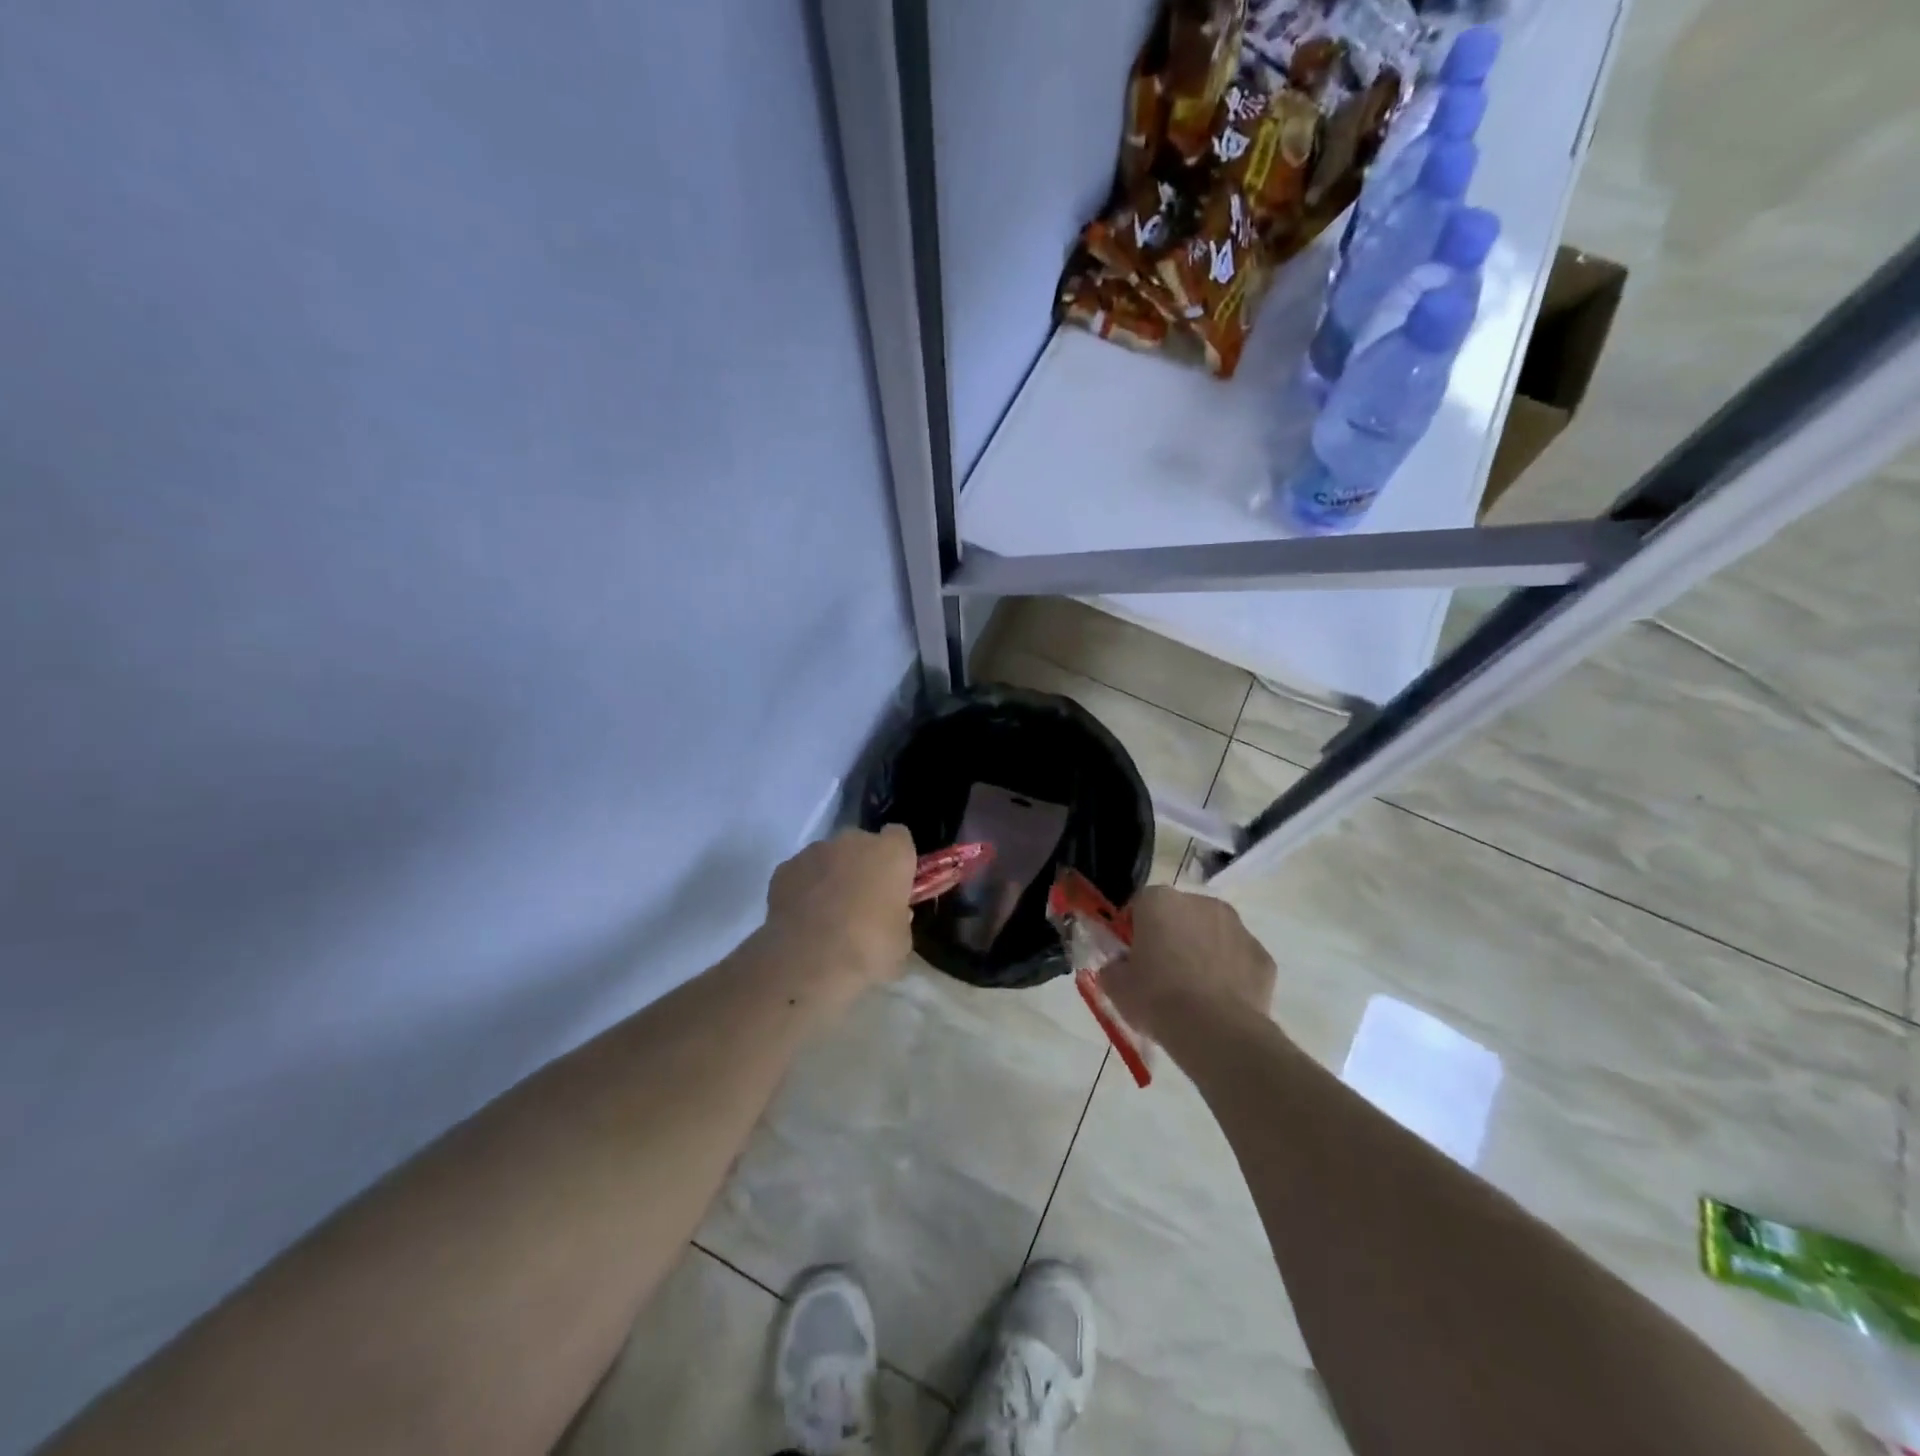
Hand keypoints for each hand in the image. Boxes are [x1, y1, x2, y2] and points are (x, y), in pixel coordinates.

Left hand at [763, 826, 915, 1002]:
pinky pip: (801, 873)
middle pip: (862, 845)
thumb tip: (893, 916)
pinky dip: (803, 888)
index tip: (894, 882)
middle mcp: (854, 842)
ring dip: (831, 876)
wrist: (809, 961)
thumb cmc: (869, 949)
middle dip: (862, 866)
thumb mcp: (901, 943)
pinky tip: (802, 918)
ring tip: (827, 914)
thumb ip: (899, 920)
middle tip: (862, 901)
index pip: (899, 837)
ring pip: (829, 857)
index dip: (897, 858)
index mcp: (891, 853)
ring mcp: (816, 851)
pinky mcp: (785, 868)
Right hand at [1100, 886, 1275, 1046]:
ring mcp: (1237, 927)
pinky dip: (1230, 974)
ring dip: (1202, 952)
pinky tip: (1220, 1003)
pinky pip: (1238, 960)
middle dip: (1171, 937)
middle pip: (1179, 915)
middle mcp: (1200, 902)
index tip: (1131, 958)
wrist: (1216, 1032)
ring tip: (1194, 993)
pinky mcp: (1263, 956)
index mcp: (1159, 901)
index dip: (1133, 931)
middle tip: (1161, 975)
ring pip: (1212, 934)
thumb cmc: (1157, 998)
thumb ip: (1112, 967)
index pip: (1139, 906)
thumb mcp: (1116, 986)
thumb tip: (1118, 967)